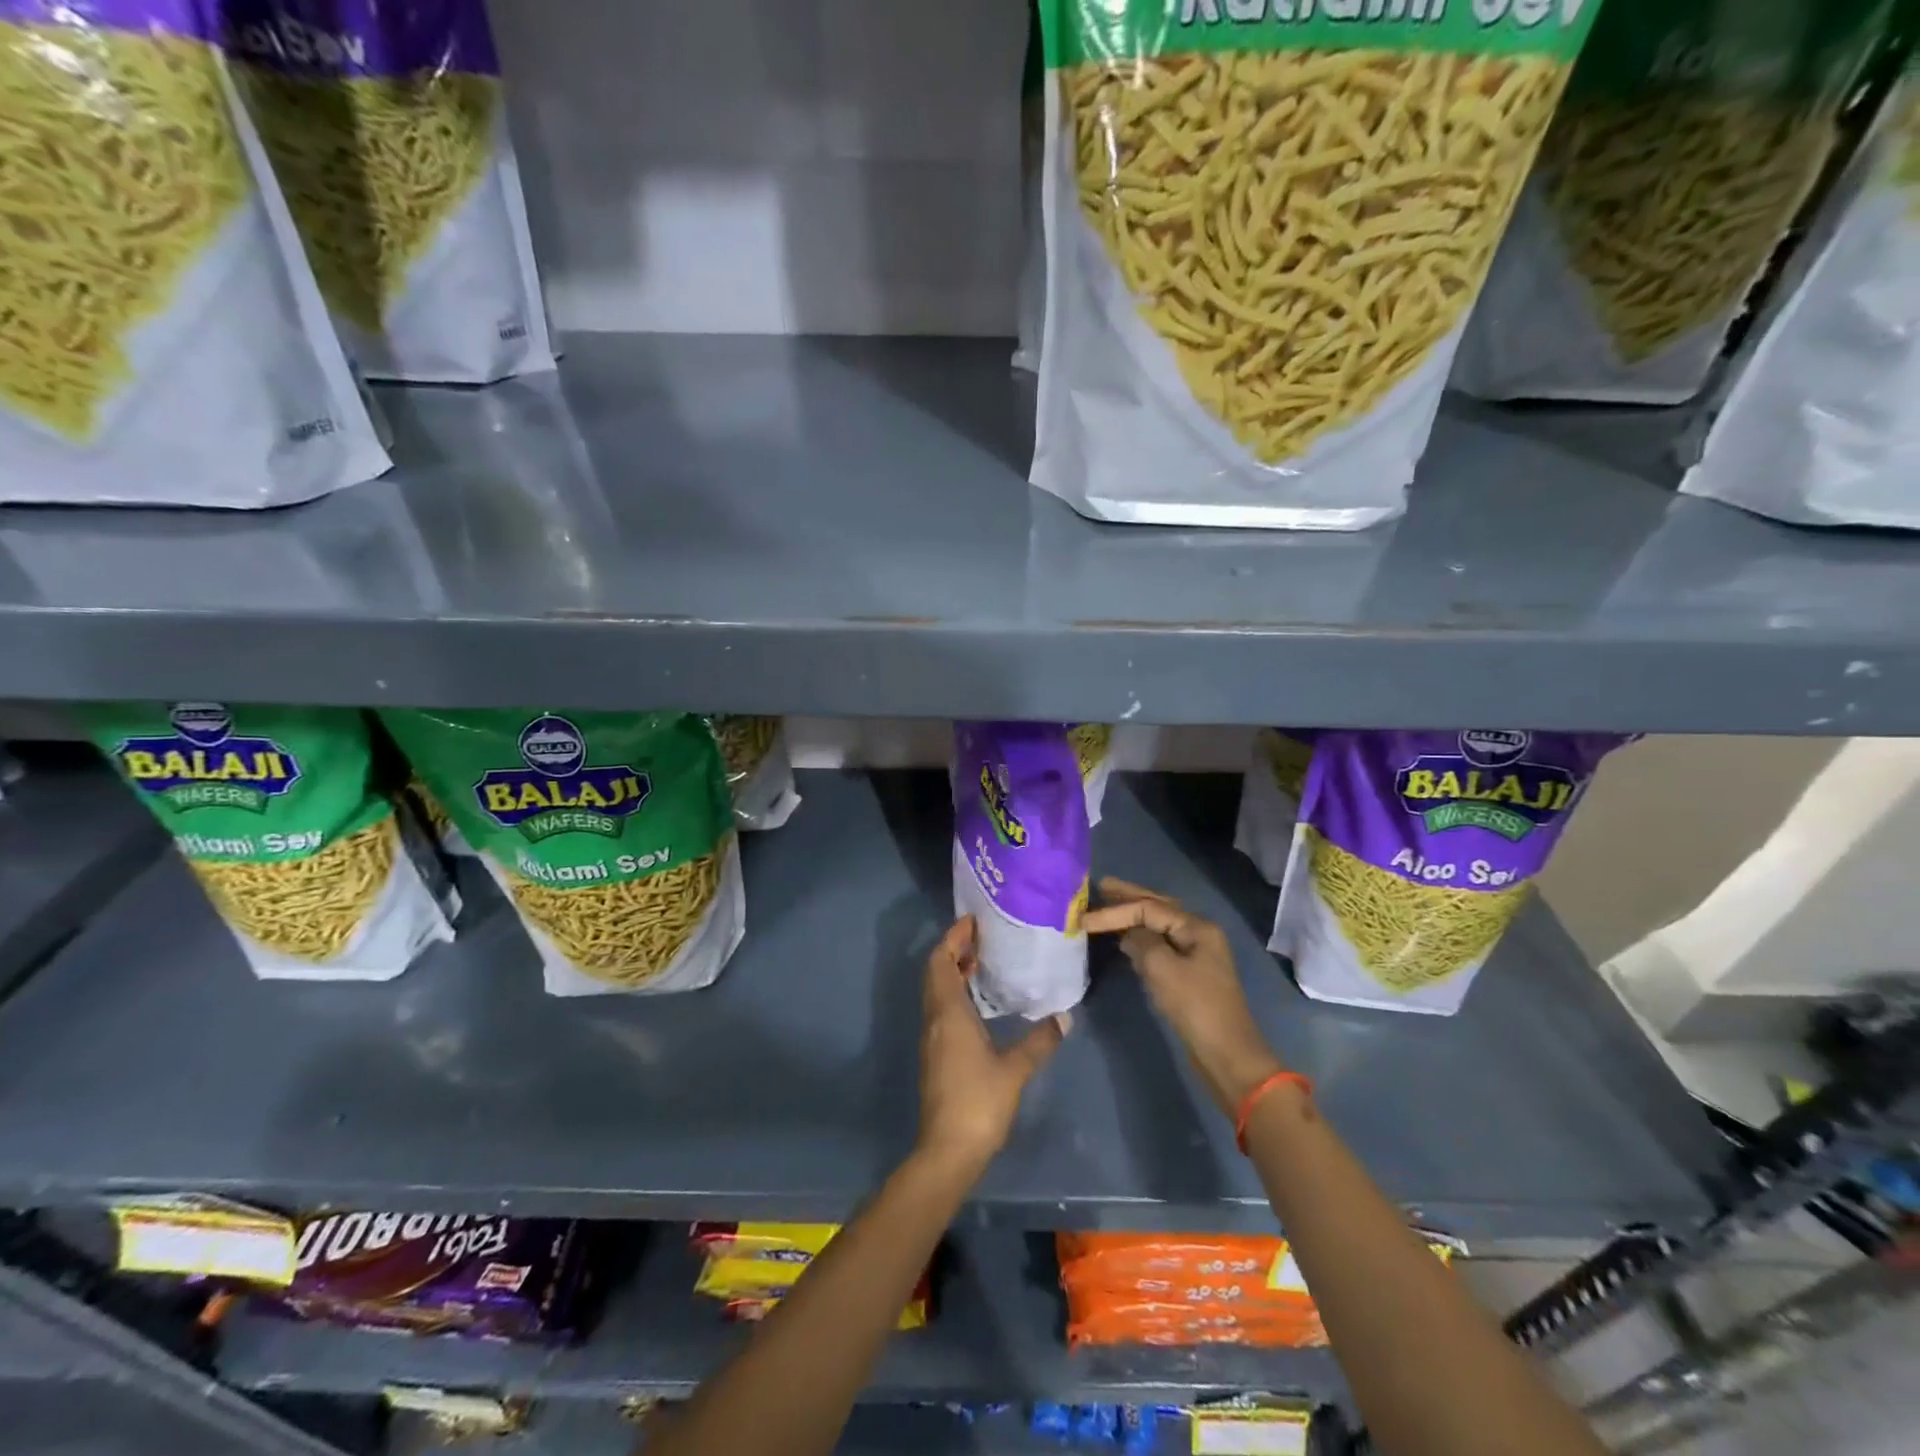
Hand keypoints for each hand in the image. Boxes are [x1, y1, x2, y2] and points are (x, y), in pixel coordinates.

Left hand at [916, 916, 1067, 1178]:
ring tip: (983, 961)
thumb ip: (1039, 1040)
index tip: (973, 921)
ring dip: (953, 971)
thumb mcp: (1015, 1069)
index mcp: (948, 1012)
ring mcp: (932, 1037)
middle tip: (982, 937)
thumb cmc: (979, 1102)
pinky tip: (979, 1001)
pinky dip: (955, 992)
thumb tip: (1064, 1016)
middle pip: (935, 972)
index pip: (940, 961)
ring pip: (936, 990)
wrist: (947, 1150)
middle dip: (954, 950)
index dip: (952, 938)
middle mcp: (934, 1018)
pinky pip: (941, 1008)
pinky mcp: (935, 1053)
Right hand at [1083, 878, 1282, 1116]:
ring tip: (1106, 906)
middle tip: (1100, 886)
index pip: (1149, 908)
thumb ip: (1140, 942)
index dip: (1115, 911)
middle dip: (1129, 898)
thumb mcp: (1162, 969)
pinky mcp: (1188, 974)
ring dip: (1133, 916)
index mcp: (1196, 927)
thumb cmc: (1195, 1006)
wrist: (1226, 1054)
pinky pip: (1159, 945)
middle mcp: (1198, 933)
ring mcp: (1195, 954)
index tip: (1084, 919)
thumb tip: (1127, 933)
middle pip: (1158, 908)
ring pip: (1158, 926)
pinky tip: (1124, 938)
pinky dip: (1139, 938)